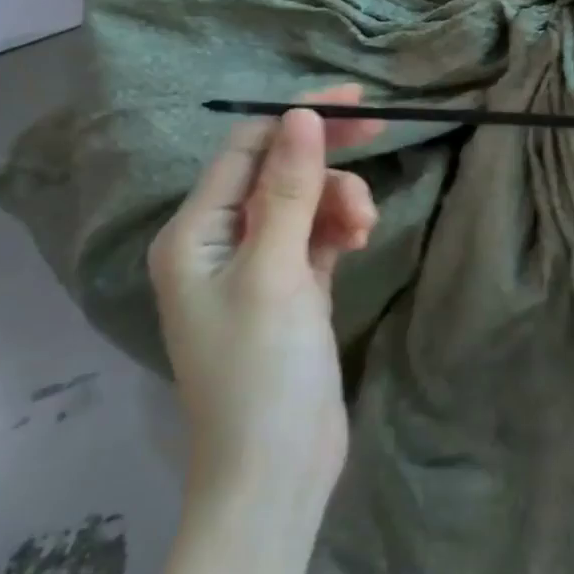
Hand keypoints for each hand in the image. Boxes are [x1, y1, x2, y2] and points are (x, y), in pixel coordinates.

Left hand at [146, 85, 382, 504]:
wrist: (275, 471)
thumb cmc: (263, 370)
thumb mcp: (276, 271)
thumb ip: (289, 190)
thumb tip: (300, 116)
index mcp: (194, 233)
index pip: (246, 149)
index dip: (297, 119)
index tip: (355, 103)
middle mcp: (218, 243)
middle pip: (275, 173)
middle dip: (324, 155)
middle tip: (380, 132)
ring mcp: (255, 269)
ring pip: (303, 205)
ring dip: (338, 202)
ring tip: (366, 228)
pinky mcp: (289, 291)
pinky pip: (315, 238)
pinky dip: (339, 230)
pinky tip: (362, 238)